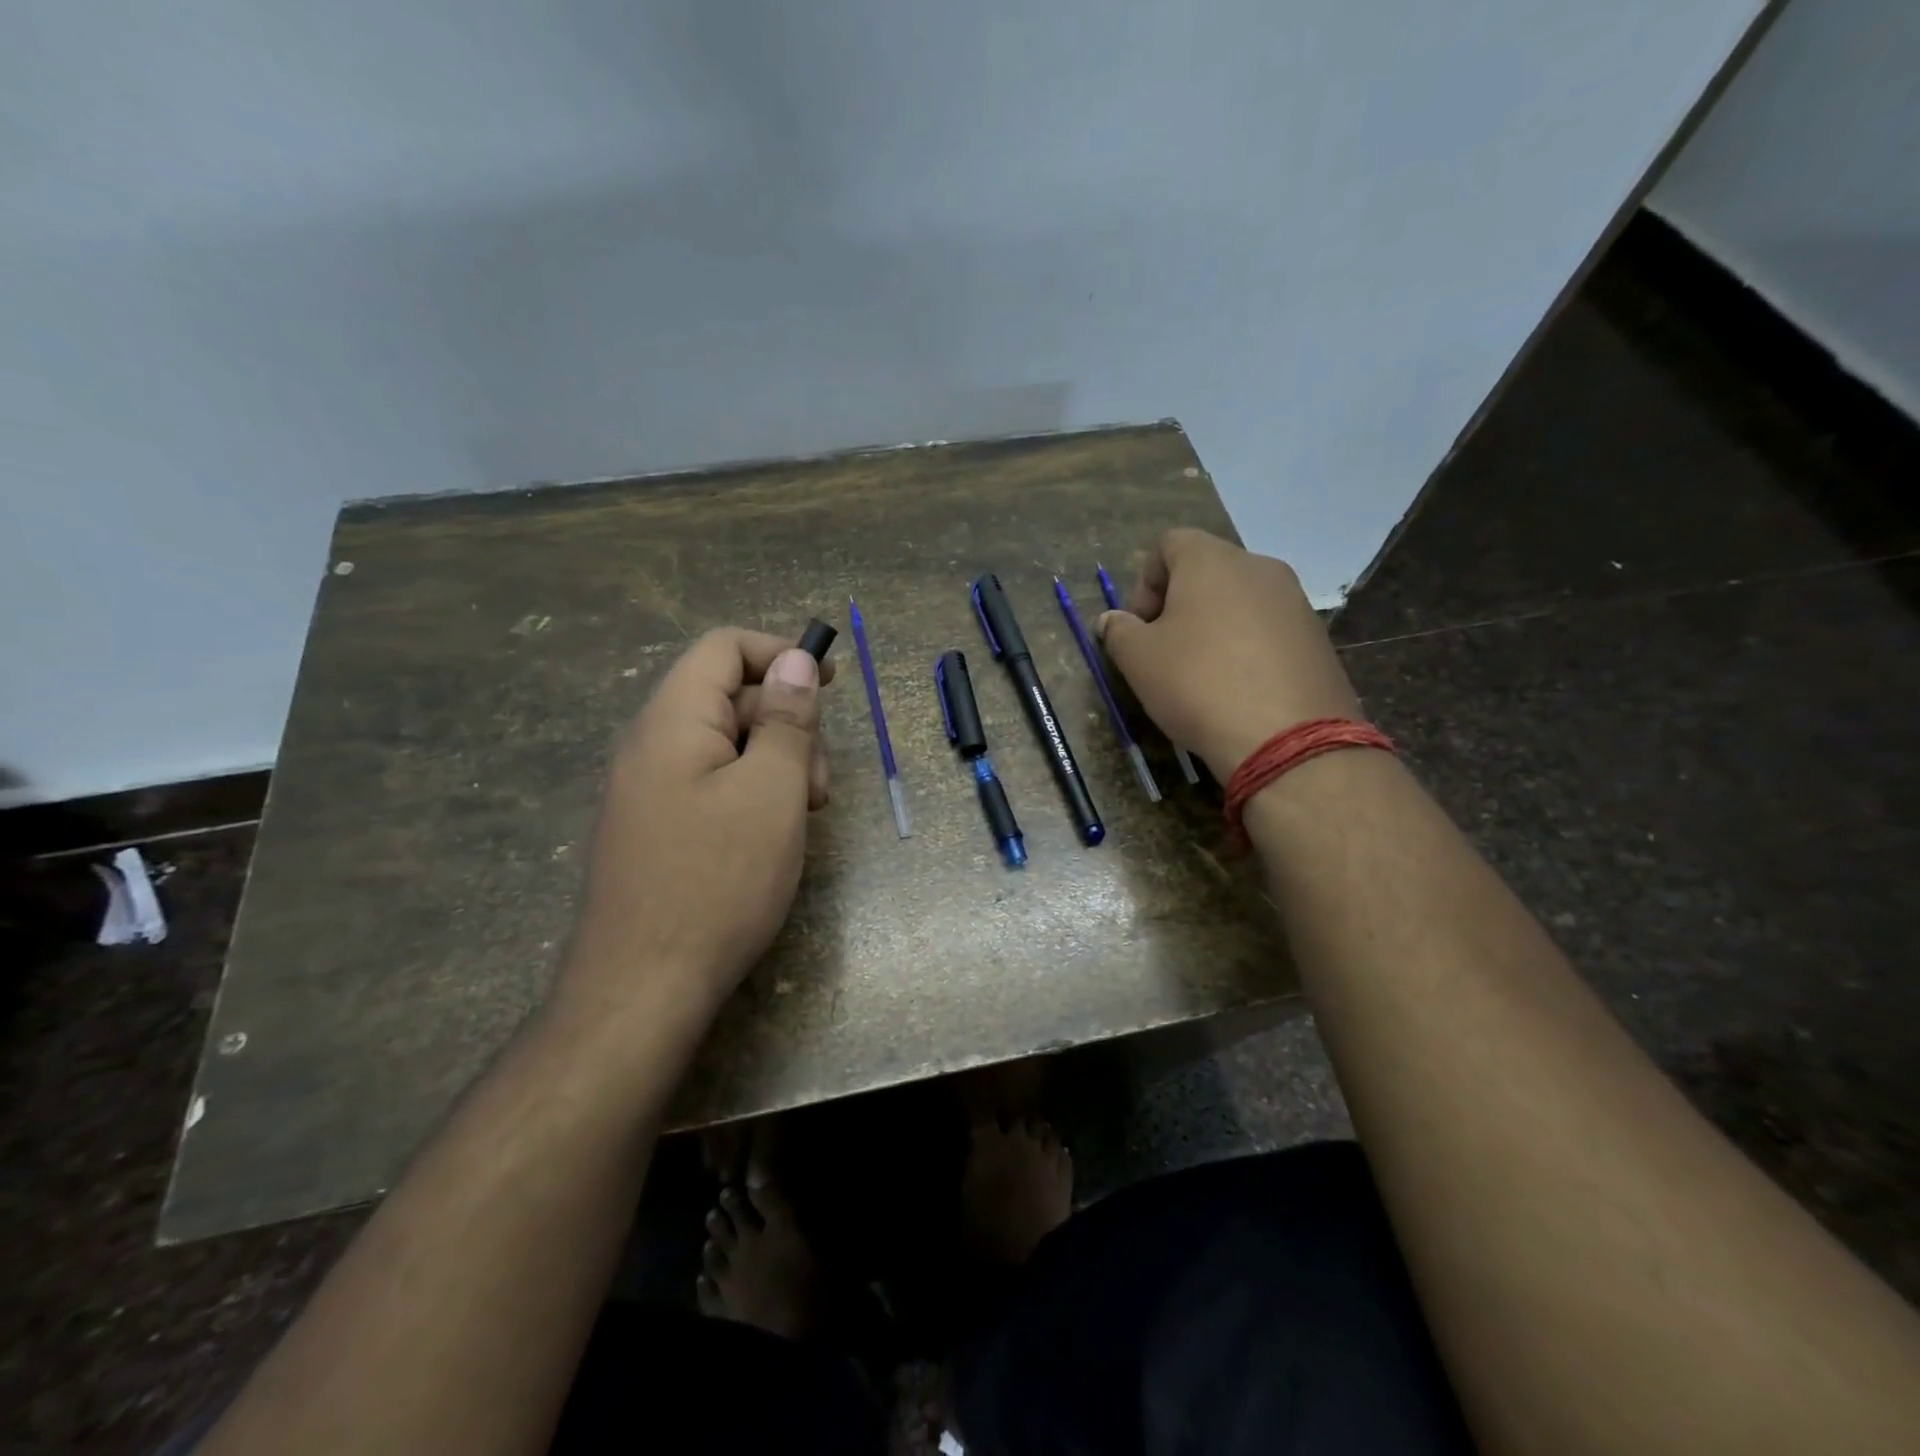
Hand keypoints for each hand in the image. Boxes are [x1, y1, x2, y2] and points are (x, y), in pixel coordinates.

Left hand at [557, 629, 833, 1025]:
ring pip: (725, 745)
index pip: (724, 648)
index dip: (781, 654)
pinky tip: (771, 837)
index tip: (831, 682)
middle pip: (729, 698)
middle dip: (786, 724)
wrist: (642, 989)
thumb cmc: (718, 881)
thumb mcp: (772, 792)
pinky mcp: (655, 827)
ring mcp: (647, 789)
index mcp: (673, 721)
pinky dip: (750, 794)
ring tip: (801, 817)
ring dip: (774, 764)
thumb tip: (797, 660)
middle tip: (817, 785)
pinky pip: (710, 784)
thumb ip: (788, 720)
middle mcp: (651, 744)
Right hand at [1097, 529, 1360, 778]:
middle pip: (1208, 572)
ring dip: (1214, 628)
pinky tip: (1238, 691)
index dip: (1145, 582)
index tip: (1139, 626)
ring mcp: (1296, 602)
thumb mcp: (1138, 660)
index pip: (1170, 544)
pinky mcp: (1318, 639)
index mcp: (1212, 561)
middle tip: (1164, 652)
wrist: (1287, 738)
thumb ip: (1119, 631)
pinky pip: (1269, 631)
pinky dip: (1247, 650)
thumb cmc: (1198, 684)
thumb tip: (1112, 620)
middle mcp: (1260, 568)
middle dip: (1179, 606)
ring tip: (1202, 676)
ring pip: (1241, 602)